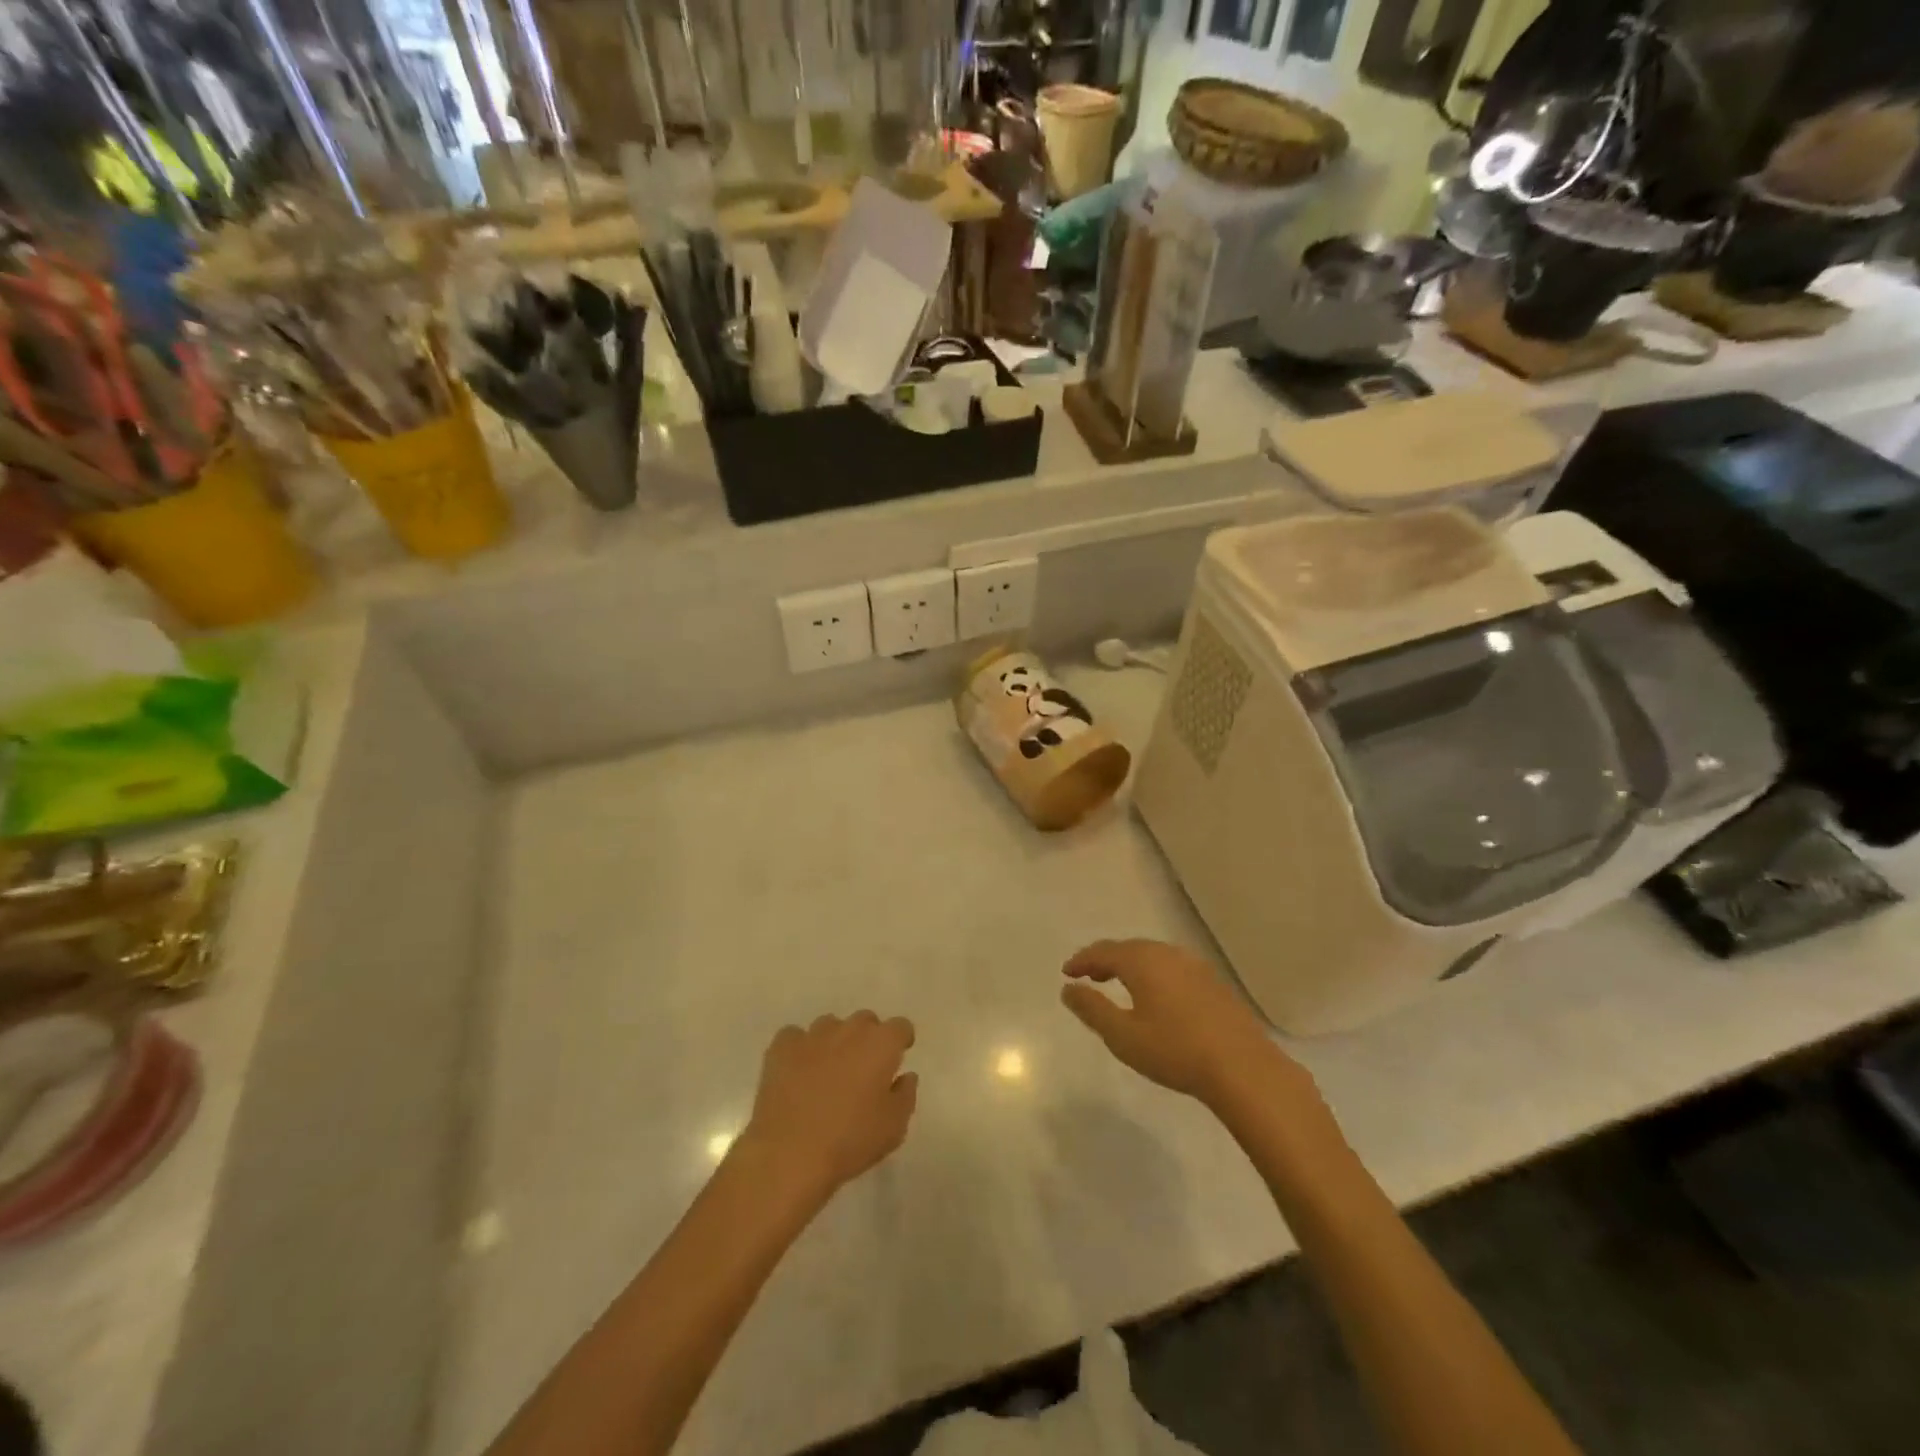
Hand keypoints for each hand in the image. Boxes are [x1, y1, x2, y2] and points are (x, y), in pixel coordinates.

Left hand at [741, 1013, 917, 1205]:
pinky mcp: (782, 1047)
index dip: (901, 1040)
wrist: (789, 1154)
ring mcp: (813, 1035)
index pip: (900, 1027)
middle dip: (868, 1039)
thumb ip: (905, 1095)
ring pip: (831, 1026)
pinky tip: (797, 1073)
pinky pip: (795, 1037)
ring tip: (828, 1073)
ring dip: (835, 1042)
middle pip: (865, 1021)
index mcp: (881, 1044)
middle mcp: (849, 1030)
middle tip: (863, 1070)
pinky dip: (800, 1050)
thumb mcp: (894, 1128)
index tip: (897, 1058)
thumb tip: (905, 1076)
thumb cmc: (850, 1141)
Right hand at [1061, 939, 1311, 1109]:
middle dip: (1105, 959)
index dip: (1082, 961)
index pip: (1103, 951)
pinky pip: (1172, 967)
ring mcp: (1194, 966)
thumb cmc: (1175, 1051)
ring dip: (1130, 966)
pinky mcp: (1213, 983)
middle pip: (1129, 948)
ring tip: (1118, 984)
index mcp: (1142, 961)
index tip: (1067, 973)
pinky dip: (1153, 974)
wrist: (1243, 1068)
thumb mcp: (1122, 1035)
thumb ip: (1092, 1009)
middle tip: (1089, 976)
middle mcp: (1167, 954)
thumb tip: (1069, 989)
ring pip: (1153, 956)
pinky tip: (1156, 996)